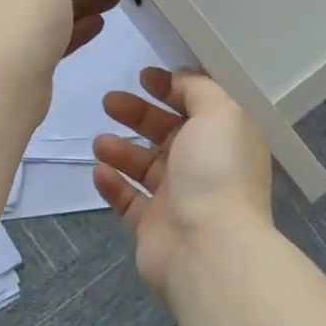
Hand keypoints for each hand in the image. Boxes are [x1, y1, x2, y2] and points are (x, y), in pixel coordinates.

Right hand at [92, 68, 273, 298]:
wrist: (207, 249)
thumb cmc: (216, 172)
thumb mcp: (219, 112)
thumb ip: (199, 89)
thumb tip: (180, 78)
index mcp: (226, 139)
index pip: (199, 106)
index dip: (172, 88)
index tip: (144, 76)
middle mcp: (205, 167)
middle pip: (168, 133)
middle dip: (138, 115)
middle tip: (109, 101)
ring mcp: (179, 199)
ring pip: (145, 166)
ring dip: (122, 150)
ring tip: (100, 142)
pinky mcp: (153, 227)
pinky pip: (129, 200)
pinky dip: (113, 185)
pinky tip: (99, 172)